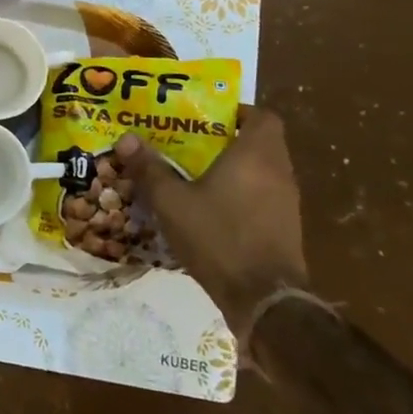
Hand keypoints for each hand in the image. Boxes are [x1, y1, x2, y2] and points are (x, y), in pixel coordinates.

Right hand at [116, 107, 306, 331]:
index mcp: (256, 155)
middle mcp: (278, 172)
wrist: (265, 300)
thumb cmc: (218, 237)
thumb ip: (150, 169)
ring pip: (262, 172)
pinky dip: (242, 195)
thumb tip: (126, 138)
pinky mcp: (285, 229)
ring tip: (196, 174)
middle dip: (227, 140)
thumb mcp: (172, 202)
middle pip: (260, 143)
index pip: (261, 116)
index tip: (206, 118)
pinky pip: (263, 198)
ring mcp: (287, 203)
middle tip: (190, 143)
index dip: (237, 113)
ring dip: (235, 169)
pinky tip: (212, 209)